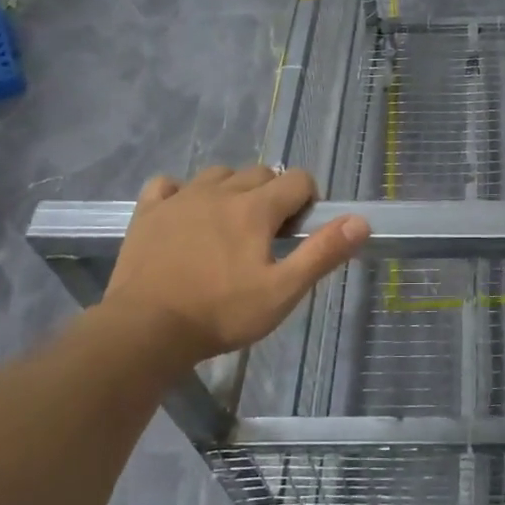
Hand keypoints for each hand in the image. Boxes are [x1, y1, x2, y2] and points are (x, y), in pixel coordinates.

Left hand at [98, 166, 368, 364]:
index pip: (297, 179)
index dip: (307, 200)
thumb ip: (322, 253)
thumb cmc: (221, 313)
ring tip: (230, 225)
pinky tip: (184, 215)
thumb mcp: (282, 291)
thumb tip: (360, 221)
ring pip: (217, 175)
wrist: (144, 331)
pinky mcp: (148, 212)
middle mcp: (220, 191)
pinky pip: (168, 185)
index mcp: (256, 208)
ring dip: (232, 190)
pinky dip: (181, 192)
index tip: (299, 232)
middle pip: (259, 173)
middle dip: (273, 195)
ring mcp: (180, 198)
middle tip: (268, 236)